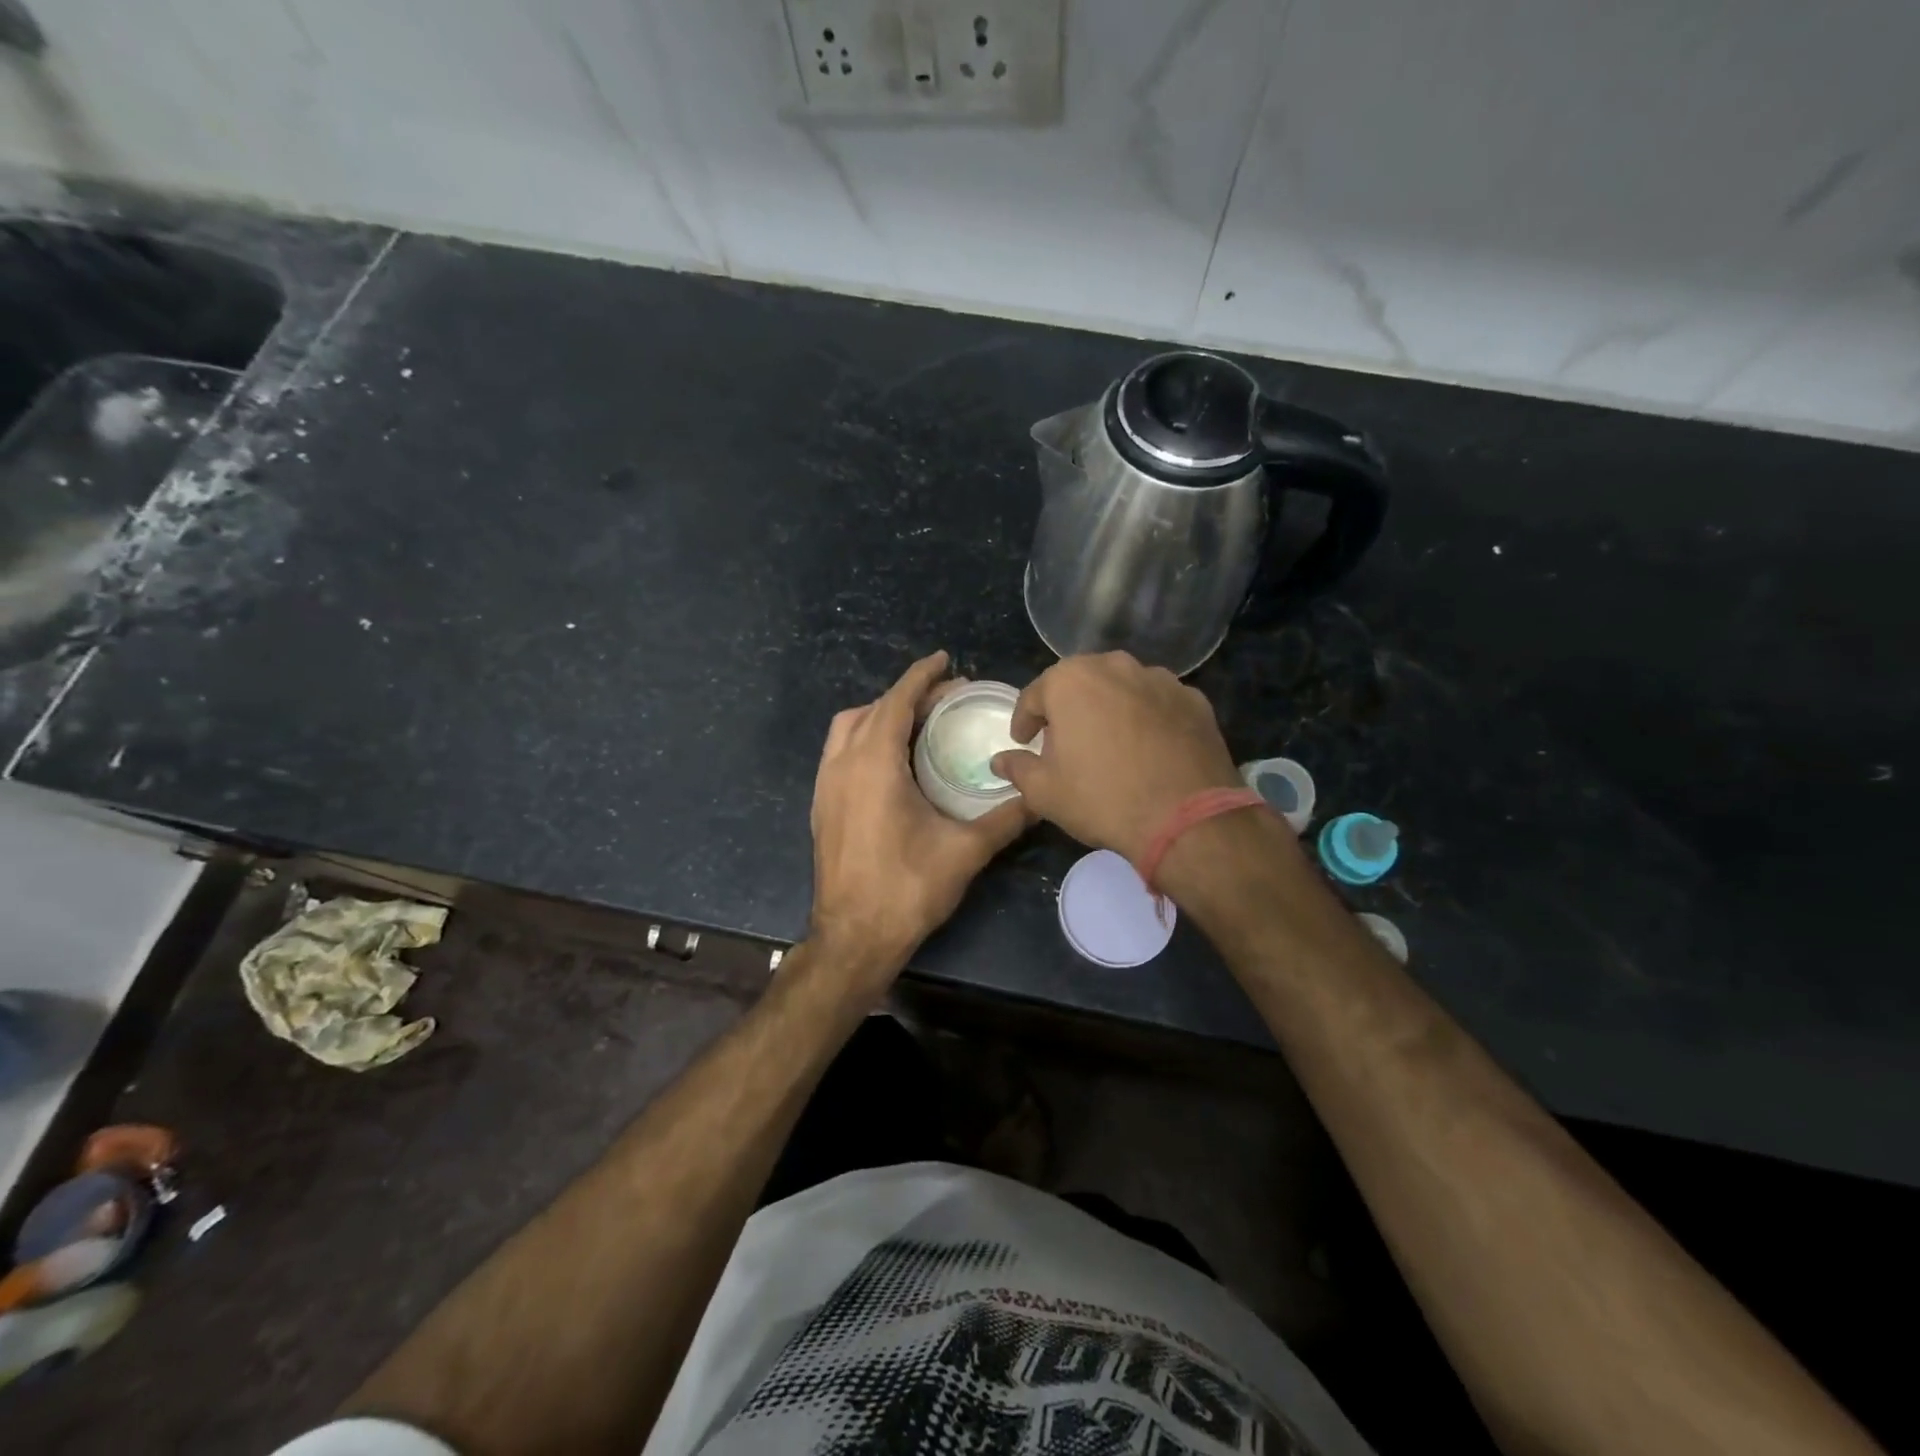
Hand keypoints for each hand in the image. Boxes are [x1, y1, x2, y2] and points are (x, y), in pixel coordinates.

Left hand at [806, 651, 1030, 997]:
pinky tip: (891, 761)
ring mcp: (825, 786)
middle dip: (907, 695)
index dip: (922, 676)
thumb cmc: (907, 889)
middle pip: (872, 710)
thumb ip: (1006, 817)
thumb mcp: (966, 851)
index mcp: (874, 764)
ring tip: (916, 722)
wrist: (853, 937)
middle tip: (945, 698)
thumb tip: (1041, 794)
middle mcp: (842, 765)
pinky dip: (864, 738)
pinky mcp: (820, 806)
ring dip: (880, 714)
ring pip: (847, 729)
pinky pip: (839, 752)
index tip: (945, 660)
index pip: (896, 701)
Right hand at [990, 652, 1244, 863]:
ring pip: (1121, 688)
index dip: (1024, 721)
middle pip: (1080, 683)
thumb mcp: (1044, 792)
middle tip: (1063, 740)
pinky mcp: (1194, 699)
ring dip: (1109, 708)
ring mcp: (1160, 679)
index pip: (1034, 694)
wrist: (1186, 819)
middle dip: (1067, 708)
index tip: (1023, 741)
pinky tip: (1148, 748)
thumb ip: (1018, 768)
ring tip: (1108, 743)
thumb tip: (1000, 761)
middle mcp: (1115, 666)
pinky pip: (1157, 703)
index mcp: (1070, 680)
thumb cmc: (1102, 798)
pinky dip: (1146, 718)